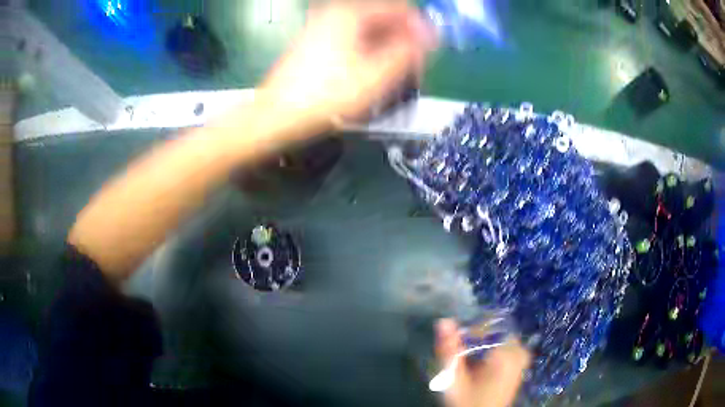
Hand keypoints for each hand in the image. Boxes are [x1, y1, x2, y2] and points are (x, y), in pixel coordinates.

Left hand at [260, 0, 437, 128]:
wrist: (277, 115)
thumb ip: (408, 51)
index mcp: (351, 13)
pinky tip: (372, 72)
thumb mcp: (375, 76)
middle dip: (403, 38)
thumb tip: (432, 35)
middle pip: (384, 16)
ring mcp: (324, 25)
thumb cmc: (326, 97)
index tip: (428, 51)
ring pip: (369, 28)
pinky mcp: (317, 40)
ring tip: (394, 74)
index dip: (419, 27)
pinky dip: (369, 50)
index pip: (400, 8)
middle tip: (413, 67)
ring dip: (388, 46)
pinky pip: (354, 36)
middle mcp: (336, 12)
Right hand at [435, 319, 529, 406]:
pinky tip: (480, 364)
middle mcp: (519, 353)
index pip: (492, 325)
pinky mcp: (520, 367)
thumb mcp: (454, 379)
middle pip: (498, 331)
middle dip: (480, 336)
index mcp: (507, 354)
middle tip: (463, 350)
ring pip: (502, 339)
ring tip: (470, 359)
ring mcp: (522, 360)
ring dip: (486, 343)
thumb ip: (449, 350)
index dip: (473, 329)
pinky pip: (508, 348)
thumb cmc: (468, 401)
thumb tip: (443, 321)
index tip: (459, 340)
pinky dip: (493, 350)